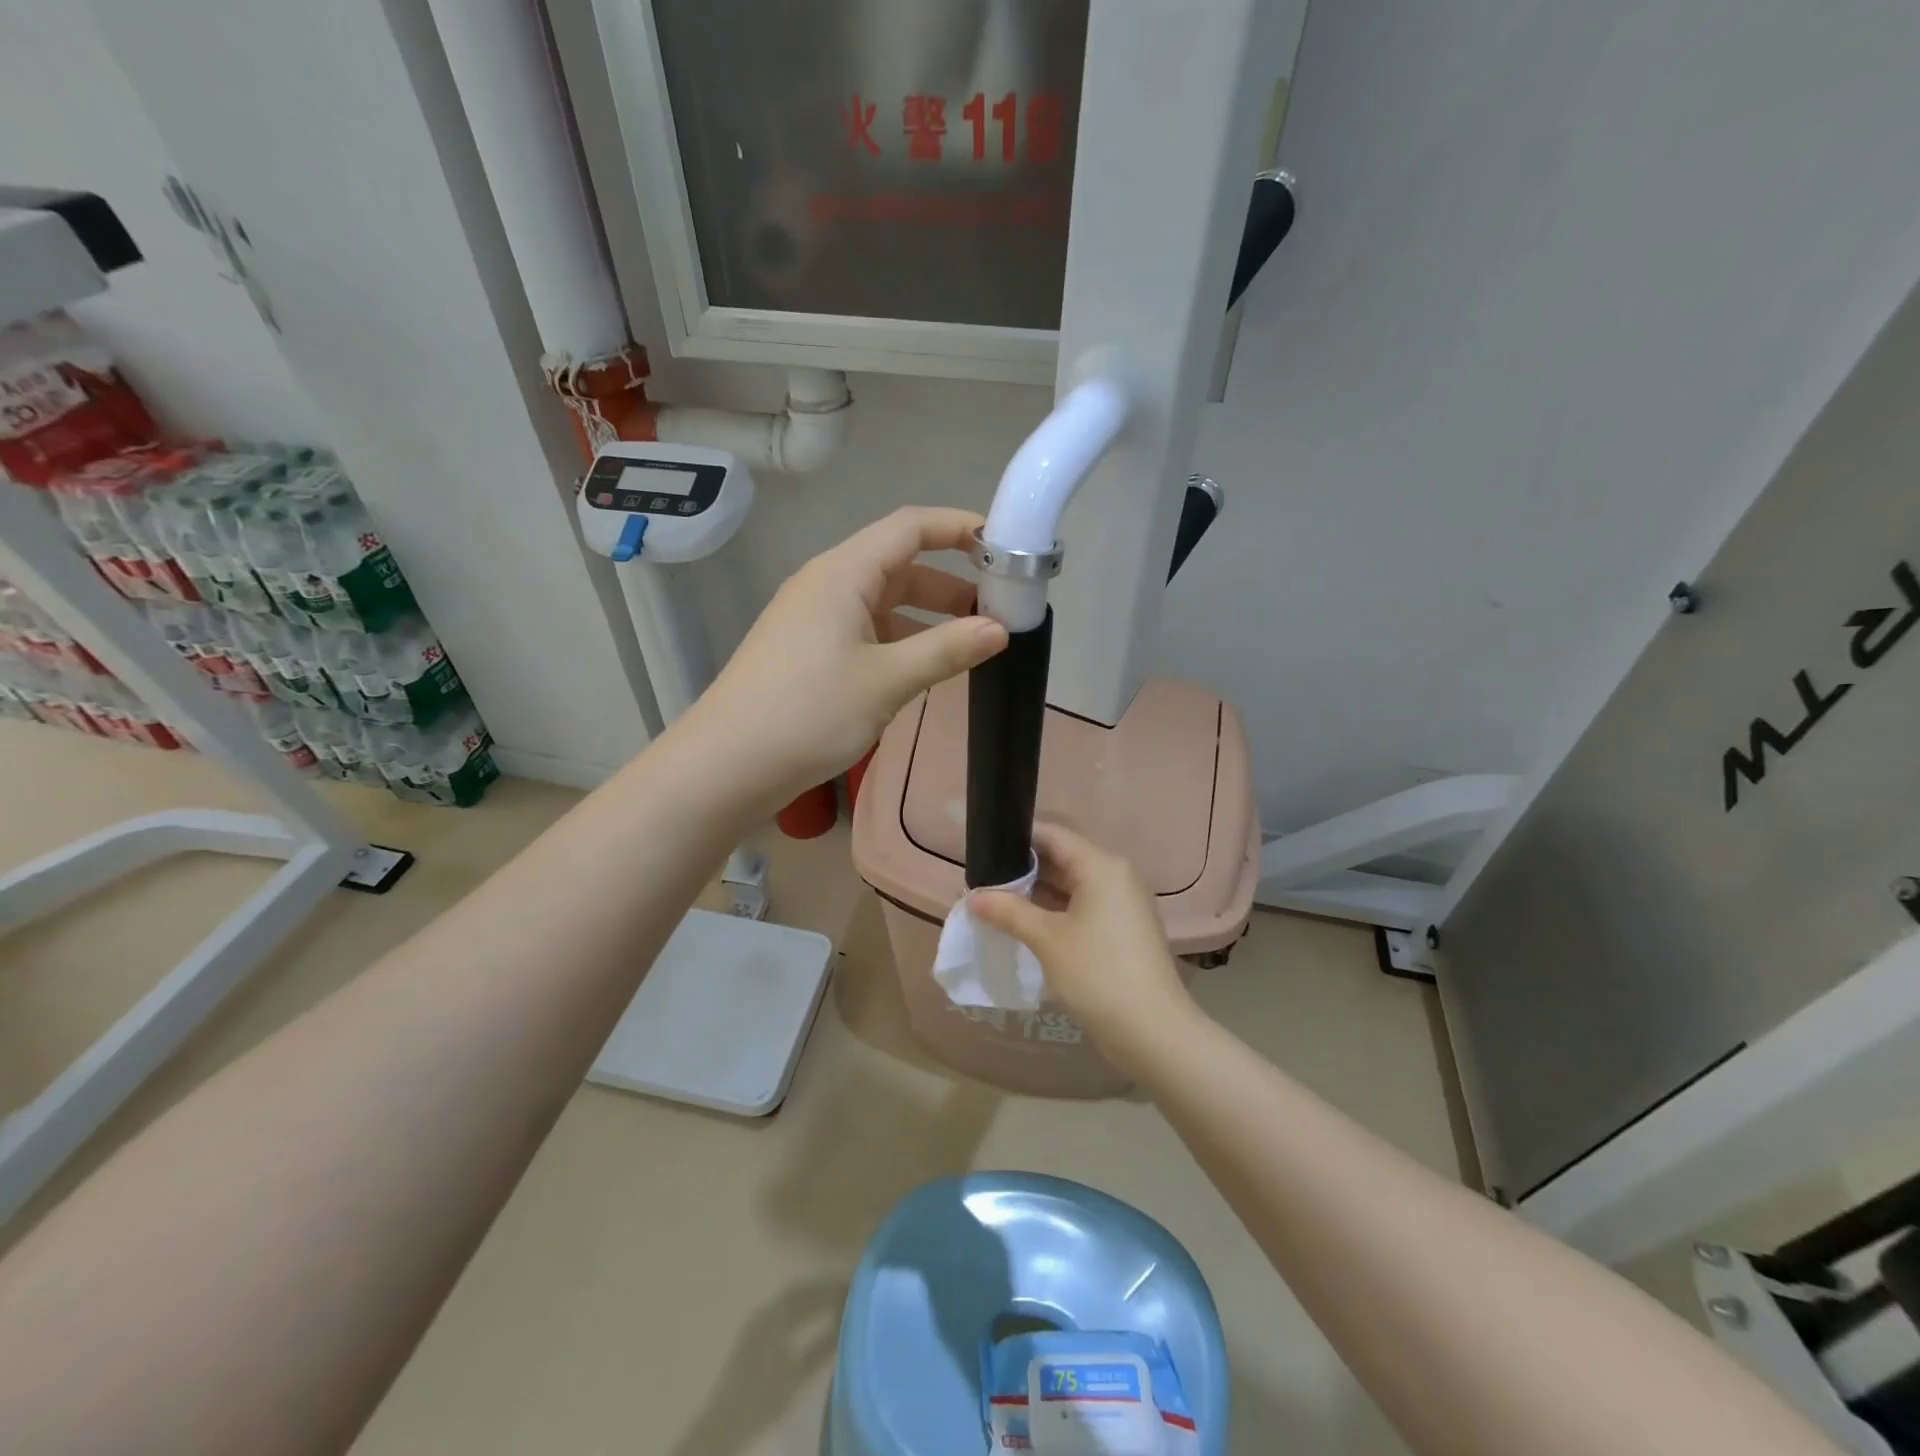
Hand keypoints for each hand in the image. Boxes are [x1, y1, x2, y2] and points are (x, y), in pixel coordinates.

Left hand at [683, 506, 1007, 808]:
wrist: (726, 766)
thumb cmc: (809, 713)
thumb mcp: (887, 680)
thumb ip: (947, 650)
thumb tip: (999, 630)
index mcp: (843, 573)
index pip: (910, 527)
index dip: (958, 528)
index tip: (1005, 548)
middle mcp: (826, 585)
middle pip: (898, 564)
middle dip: (951, 582)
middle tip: (998, 608)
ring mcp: (813, 620)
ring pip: (883, 603)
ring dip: (928, 616)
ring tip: (972, 641)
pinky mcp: (808, 652)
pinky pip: (866, 631)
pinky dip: (901, 640)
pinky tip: (926, 667)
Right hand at [970, 822, 1198, 1073]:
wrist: (1153, 1031)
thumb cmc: (1097, 973)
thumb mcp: (1046, 939)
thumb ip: (1008, 911)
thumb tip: (973, 896)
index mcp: (1101, 866)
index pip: (1052, 835)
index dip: (1016, 838)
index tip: (983, 848)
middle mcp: (1116, 875)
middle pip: (1062, 858)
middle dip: (1023, 869)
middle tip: (984, 881)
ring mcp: (1123, 903)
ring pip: (1072, 885)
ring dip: (1037, 892)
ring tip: (997, 902)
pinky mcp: (1123, 929)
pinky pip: (1083, 906)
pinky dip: (1056, 910)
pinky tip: (1027, 924)